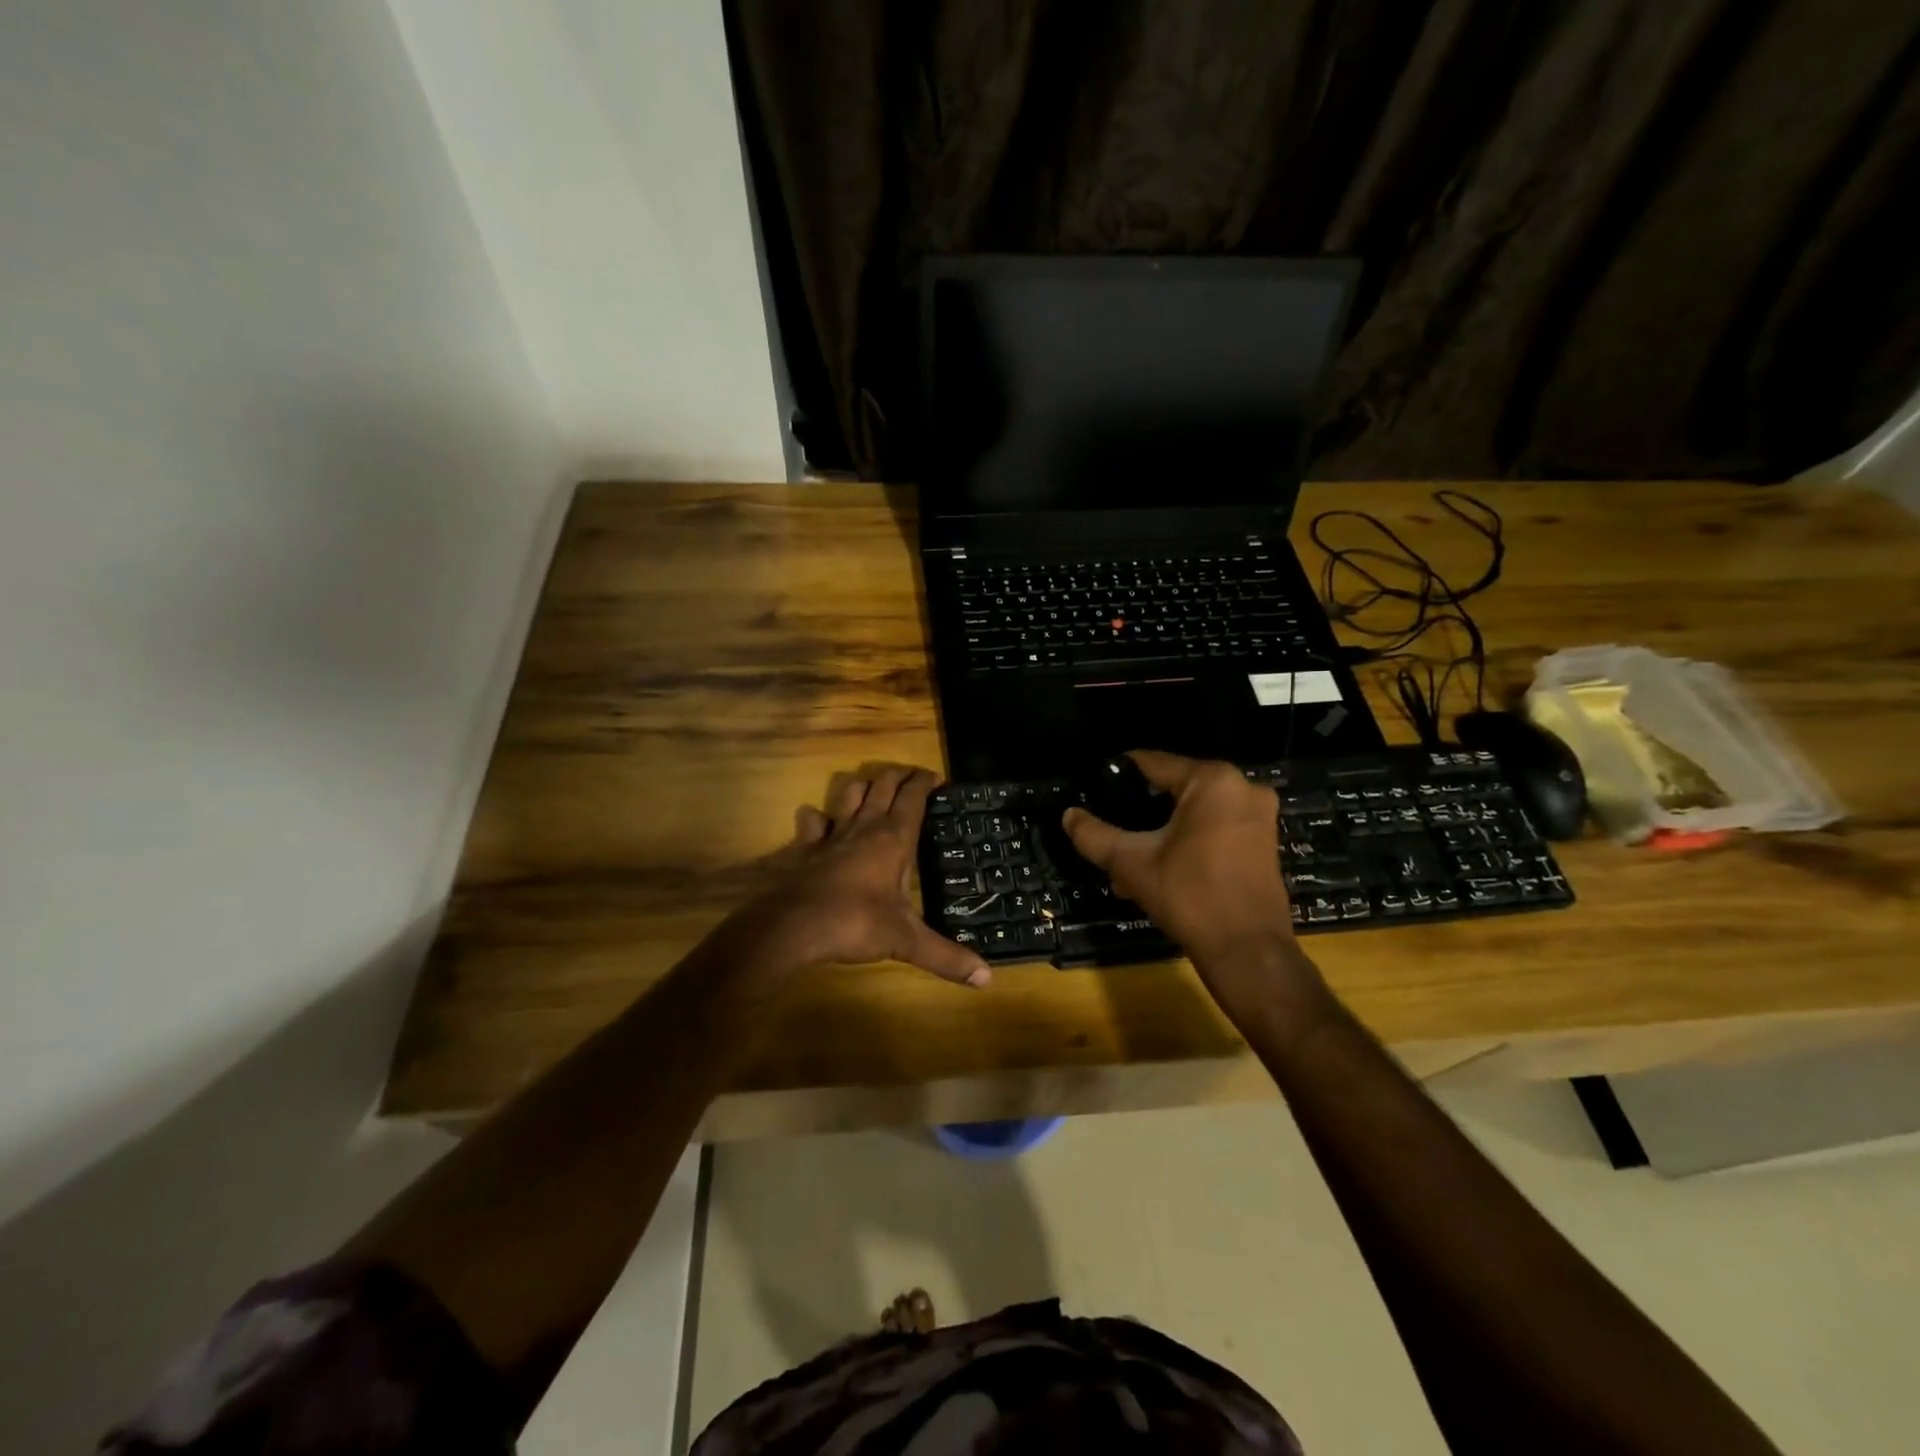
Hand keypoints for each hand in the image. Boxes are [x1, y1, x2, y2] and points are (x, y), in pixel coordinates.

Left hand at [736, 764, 992, 987]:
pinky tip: (817, 820)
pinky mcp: (805, 847)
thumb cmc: (856, 924)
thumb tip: (987, 979)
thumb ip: (946, 957)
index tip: (936, 777)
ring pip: (849, 793)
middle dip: (898, 775)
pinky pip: (812, 822)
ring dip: (862, 786)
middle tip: (911, 775)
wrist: (793, 926)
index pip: (913, 798)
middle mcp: (864, 827)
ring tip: (872, 788)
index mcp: (894, 840)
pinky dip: (816, 817)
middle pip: (883, 785)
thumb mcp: (906, 941)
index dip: (925, 783)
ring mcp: (832, 834)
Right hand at [1062, 751, 1294, 973]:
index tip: (1092, 791)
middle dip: (1139, 813)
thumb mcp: (1131, 864)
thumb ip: (1094, 835)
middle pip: (1173, 789)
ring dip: (1160, 833)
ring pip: (1193, 812)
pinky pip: (1214, 828)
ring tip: (1128, 861)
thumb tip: (1068, 815)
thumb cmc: (1190, 896)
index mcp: (1212, 780)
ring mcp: (1259, 815)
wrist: (1248, 952)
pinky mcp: (1264, 841)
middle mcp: (1242, 787)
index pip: (1152, 763)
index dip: (1117, 776)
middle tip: (1109, 834)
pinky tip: (1160, 869)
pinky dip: (1187, 842)